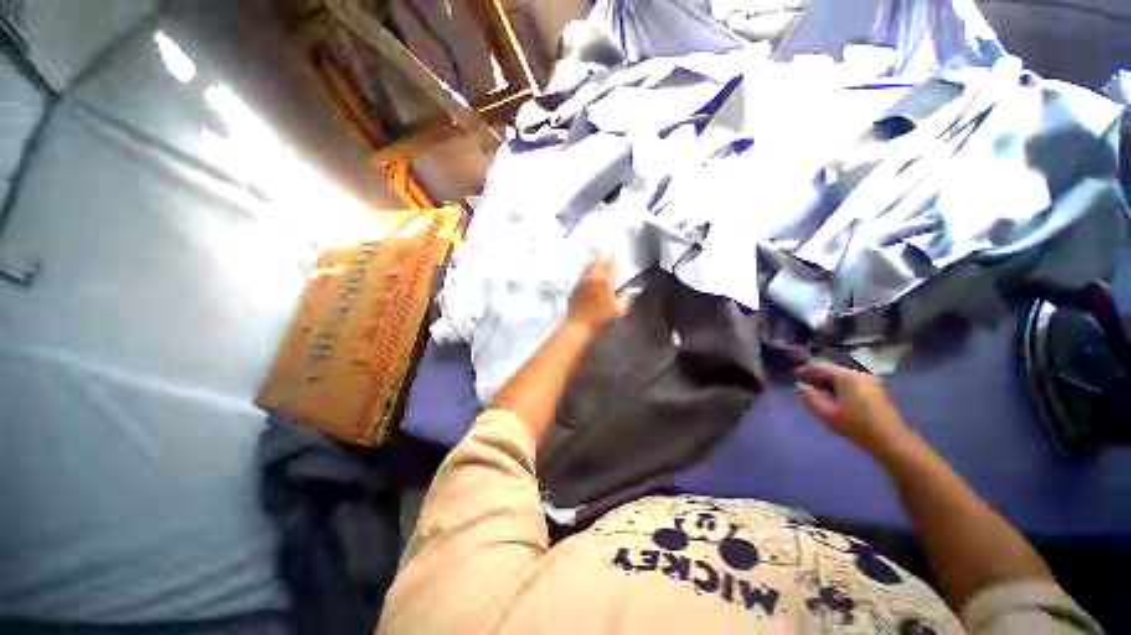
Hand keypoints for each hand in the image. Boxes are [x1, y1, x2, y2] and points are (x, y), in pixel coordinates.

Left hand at [567, 258, 627, 335]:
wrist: (578, 325)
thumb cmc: (600, 319)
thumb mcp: (618, 310)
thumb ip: (626, 298)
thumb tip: (633, 291)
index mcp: (605, 280)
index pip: (610, 263)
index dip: (613, 258)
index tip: (615, 254)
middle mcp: (592, 277)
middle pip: (598, 261)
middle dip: (604, 258)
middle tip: (608, 258)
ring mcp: (581, 282)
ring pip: (589, 267)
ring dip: (595, 265)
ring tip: (599, 265)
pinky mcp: (574, 288)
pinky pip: (583, 276)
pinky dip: (588, 274)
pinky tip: (591, 280)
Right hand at [795, 365, 913, 460]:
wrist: (892, 441)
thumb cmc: (856, 425)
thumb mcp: (826, 413)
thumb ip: (810, 397)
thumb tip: (801, 386)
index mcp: (846, 376)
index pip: (821, 369)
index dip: (806, 371)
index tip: (794, 374)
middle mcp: (859, 374)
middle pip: (834, 372)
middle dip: (819, 378)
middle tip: (806, 386)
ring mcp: (871, 382)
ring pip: (844, 379)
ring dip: (831, 384)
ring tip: (820, 394)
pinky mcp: (878, 391)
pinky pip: (853, 385)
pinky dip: (842, 388)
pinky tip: (837, 399)